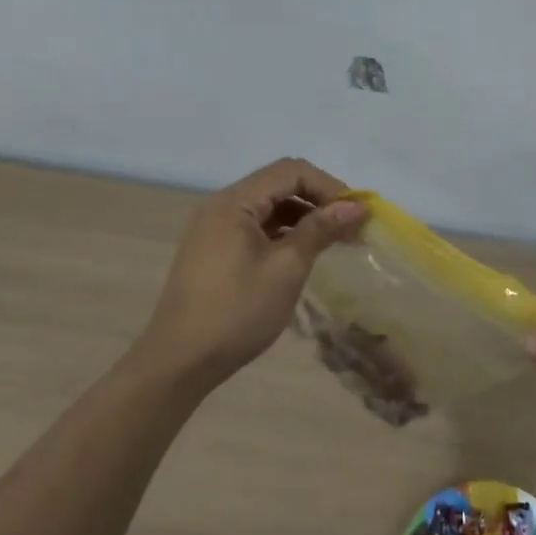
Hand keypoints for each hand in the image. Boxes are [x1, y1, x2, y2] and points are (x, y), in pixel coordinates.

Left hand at [137, 158, 366, 387]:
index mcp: (234, 202)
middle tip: (350, 226)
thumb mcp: (286, 269)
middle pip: (278, 184)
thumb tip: (356, 206)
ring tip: (333, 241)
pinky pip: (255, 226)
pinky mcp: (214, 250)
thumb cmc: (236, 312)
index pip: (290, 171)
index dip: (328, 186)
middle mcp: (221, 205)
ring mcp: (214, 228)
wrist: (179, 362)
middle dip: (318, 199)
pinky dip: (282, 232)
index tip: (356, 213)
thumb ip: (320, 230)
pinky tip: (302, 253)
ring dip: (302, 216)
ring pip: (267, 206)